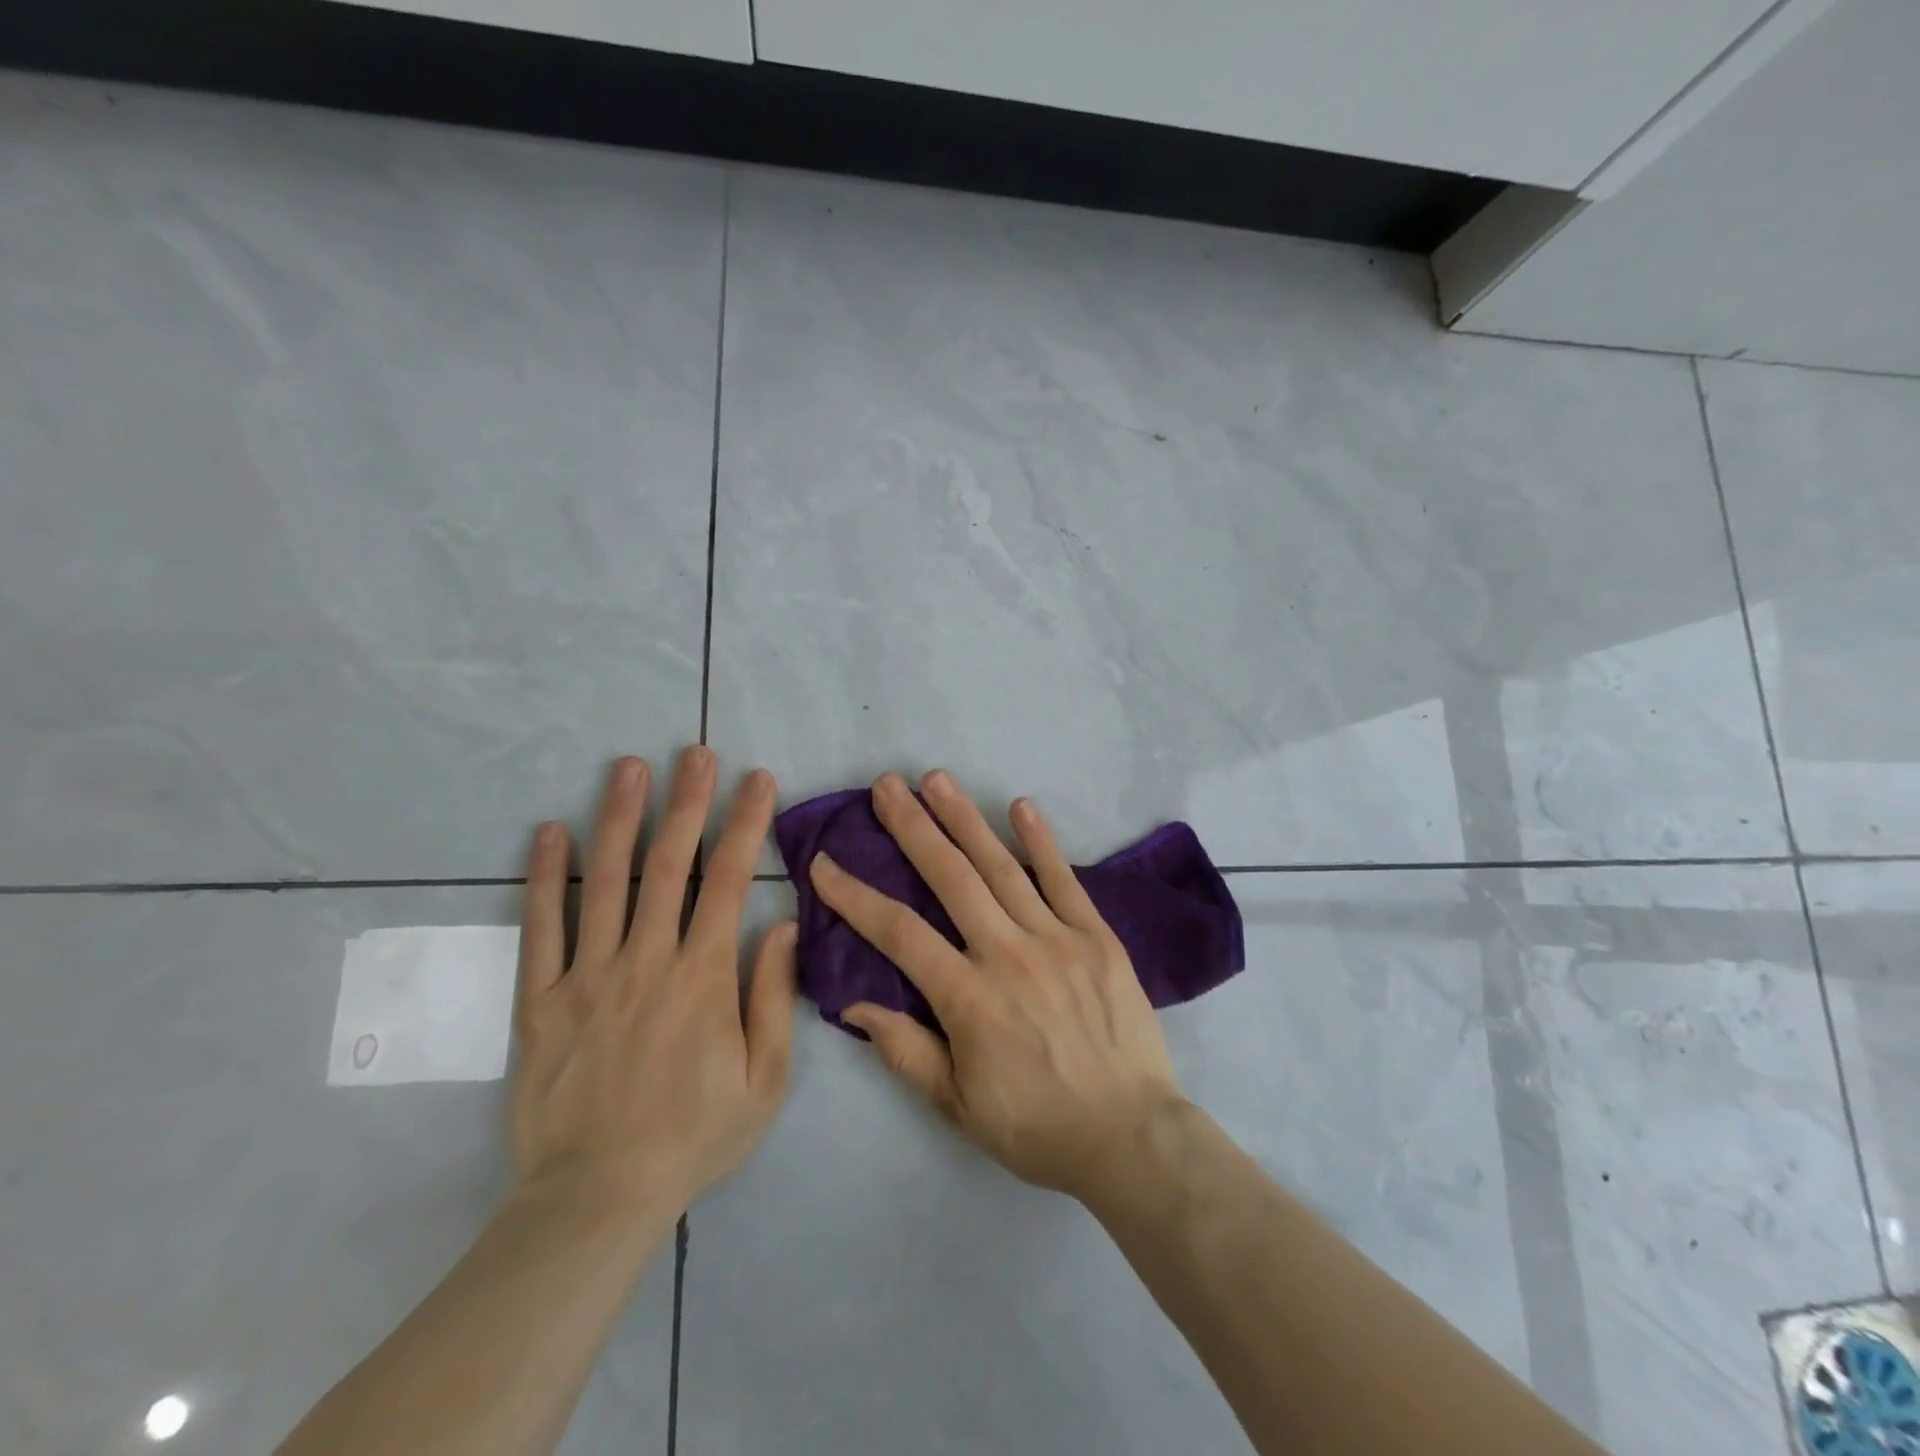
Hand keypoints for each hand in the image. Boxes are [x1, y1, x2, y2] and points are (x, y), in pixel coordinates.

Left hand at [510, 748, 797, 1217]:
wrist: (596, 1198)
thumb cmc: (693, 1136)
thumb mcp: (765, 1080)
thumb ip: (774, 997)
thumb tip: (781, 926)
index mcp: (703, 977)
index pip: (729, 881)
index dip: (746, 824)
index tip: (757, 780)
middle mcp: (646, 960)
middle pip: (668, 865)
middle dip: (687, 802)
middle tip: (695, 753)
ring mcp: (587, 976)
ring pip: (605, 882)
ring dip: (619, 818)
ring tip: (628, 768)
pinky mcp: (541, 1000)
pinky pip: (541, 929)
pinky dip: (544, 878)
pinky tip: (548, 832)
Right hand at [808, 770, 1185, 1202]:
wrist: (1131, 1137)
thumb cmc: (1037, 1126)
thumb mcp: (958, 1105)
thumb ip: (905, 1050)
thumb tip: (853, 1003)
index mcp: (968, 997)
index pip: (898, 933)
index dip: (855, 896)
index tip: (824, 863)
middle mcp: (1008, 953)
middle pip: (950, 878)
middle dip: (912, 827)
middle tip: (886, 786)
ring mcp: (1056, 938)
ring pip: (1001, 867)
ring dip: (965, 819)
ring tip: (936, 779)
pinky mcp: (1097, 936)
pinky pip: (1064, 880)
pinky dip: (1040, 841)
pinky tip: (1020, 806)